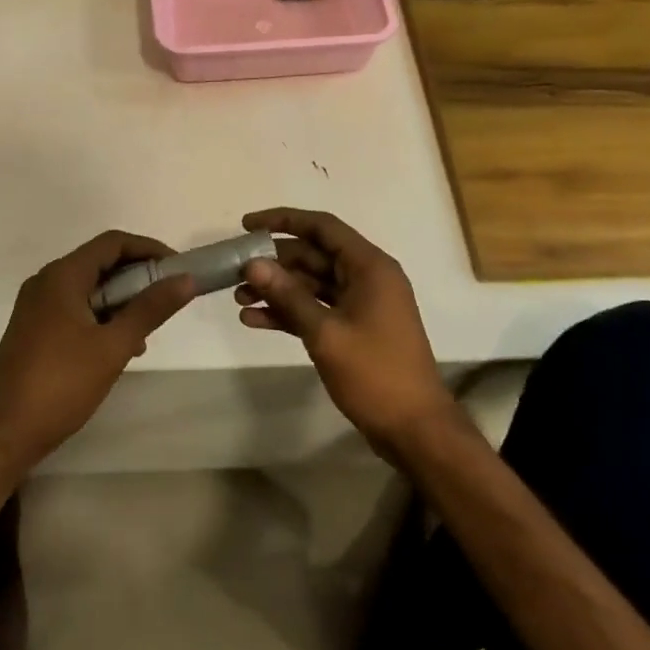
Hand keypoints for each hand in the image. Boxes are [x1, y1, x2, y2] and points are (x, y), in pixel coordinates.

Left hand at [0, 231, 194, 478]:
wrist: (4, 433)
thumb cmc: (61, 384)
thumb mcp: (113, 345)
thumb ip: (150, 309)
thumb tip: (186, 279)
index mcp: (62, 276)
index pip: (113, 243)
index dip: (149, 249)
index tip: (178, 270)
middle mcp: (46, 282)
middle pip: (100, 263)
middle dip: (137, 278)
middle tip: (166, 301)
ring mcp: (37, 306)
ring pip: (89, 288)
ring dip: (121, 301)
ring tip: (145, 333)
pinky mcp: (34, 329)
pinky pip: (75, 308)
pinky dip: (101, 317)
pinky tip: (119, 348)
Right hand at [235, 207, 457, 459]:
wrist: (414, 429)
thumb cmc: (375, 374)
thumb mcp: (326, 332)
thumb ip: (288, 295)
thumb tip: (252, 264)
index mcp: (369, 266)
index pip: (322, 227)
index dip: (283, 220)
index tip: (247, 226)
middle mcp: (366, 277)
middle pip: (313, 255)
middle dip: (273, 263)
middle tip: (234, 271)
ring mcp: (360, 304)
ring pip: (311, 284)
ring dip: (277, 290)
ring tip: (238, 300)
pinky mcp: (353, 328)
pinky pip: (316, 309)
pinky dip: (288, 312)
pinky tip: (254, 321)